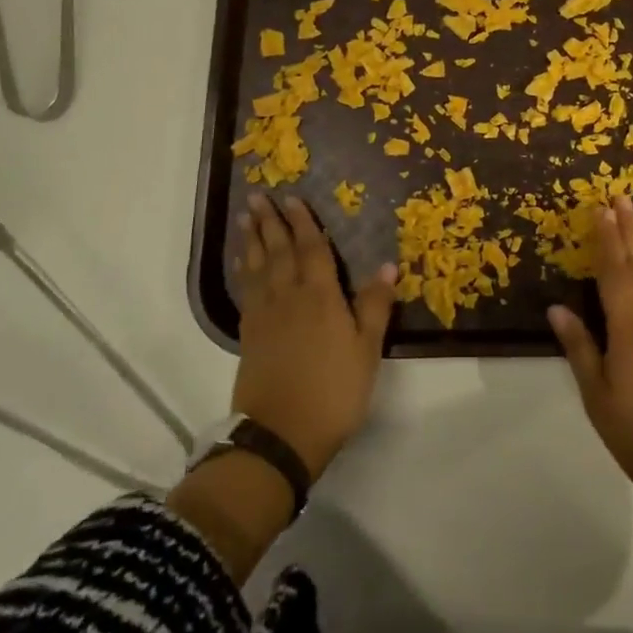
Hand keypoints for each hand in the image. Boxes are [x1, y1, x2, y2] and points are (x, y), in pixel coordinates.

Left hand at [232, 193, 395, 479]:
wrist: (280, 435)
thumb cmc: (334, 392)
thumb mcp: (367, 350)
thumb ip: (375, 306)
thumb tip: (388, 265)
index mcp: (320, 297)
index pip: (312, 251)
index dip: (303, 223)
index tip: (293, 198)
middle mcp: (289, 298)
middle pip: (279, 252)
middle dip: (271, 222)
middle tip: (258, 196)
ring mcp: (264, 317)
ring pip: (258, 268)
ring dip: (253, 240)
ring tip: (245, 218)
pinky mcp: (249, 336)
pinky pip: (246, 291)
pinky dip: (244, 271)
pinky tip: (244, 264)